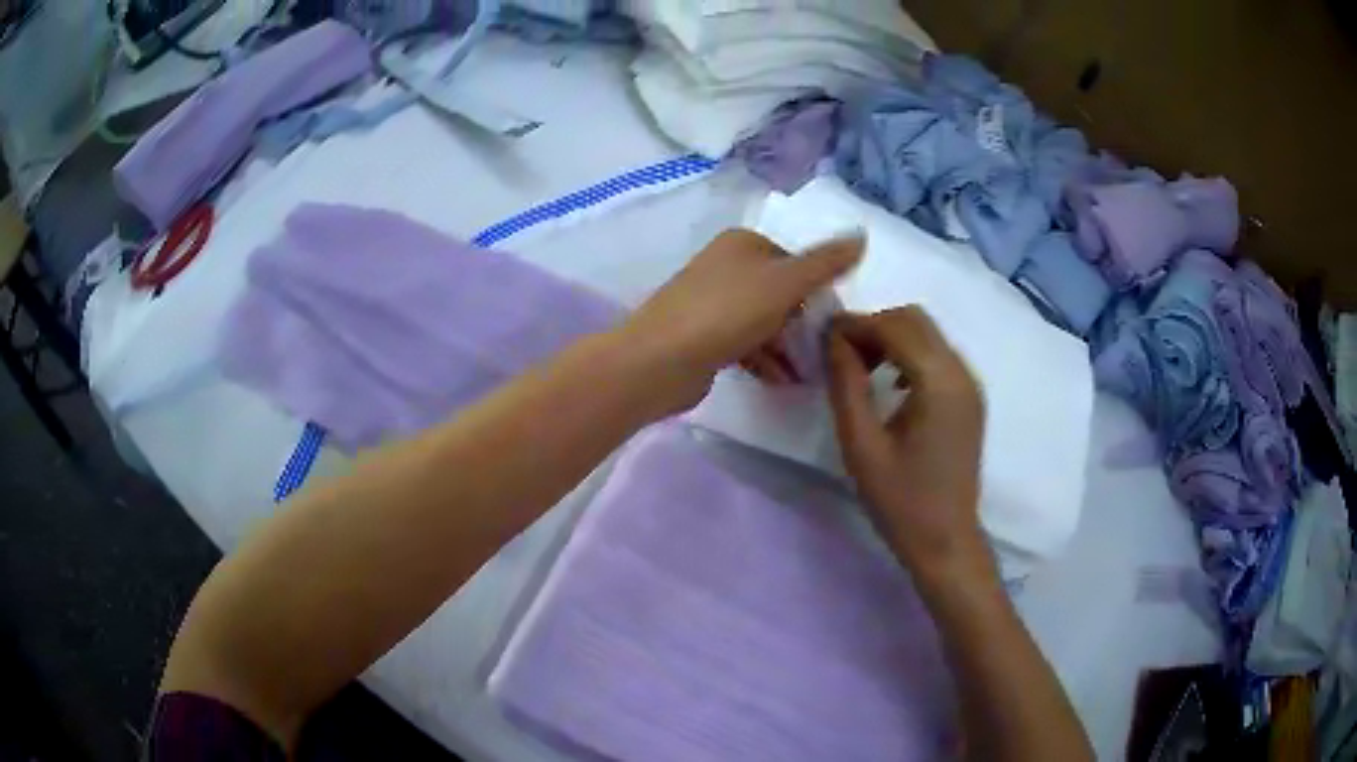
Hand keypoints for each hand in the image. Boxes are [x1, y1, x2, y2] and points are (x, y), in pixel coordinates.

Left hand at [620, 229, 862, 412]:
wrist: (660, 361)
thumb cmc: (726, 312)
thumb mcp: (785, 283)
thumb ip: (825, 262)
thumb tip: (862, 235)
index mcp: (742, 244)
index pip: (794, 259)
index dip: (818, 287)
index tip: (836, 319)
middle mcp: (725, 266)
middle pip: (779, 291)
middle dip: (804, 322)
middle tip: (827, 348)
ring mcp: (711, 302)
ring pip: (763, 320)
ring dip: (788, 346)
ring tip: (811, 373)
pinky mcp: (702, 336)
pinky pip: (745, 343)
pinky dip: (765, 359)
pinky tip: (783, 382)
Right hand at [826, 307, 991, 583]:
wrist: (945, 540)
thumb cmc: (900, 501)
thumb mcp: (861, 445)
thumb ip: (847, 384)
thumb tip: (833, 339)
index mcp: (938, 382)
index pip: (894, 326)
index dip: (856, 324)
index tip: (823, 338)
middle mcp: (961, 372)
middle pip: (915, 320)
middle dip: (875, 326)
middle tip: (842, 356)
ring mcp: (970, 384)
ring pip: (928, 334)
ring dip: (892, 338)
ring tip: (862, 370)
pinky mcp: (970, 397)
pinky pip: (938, 355)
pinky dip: (910, 354)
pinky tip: (892, 386)